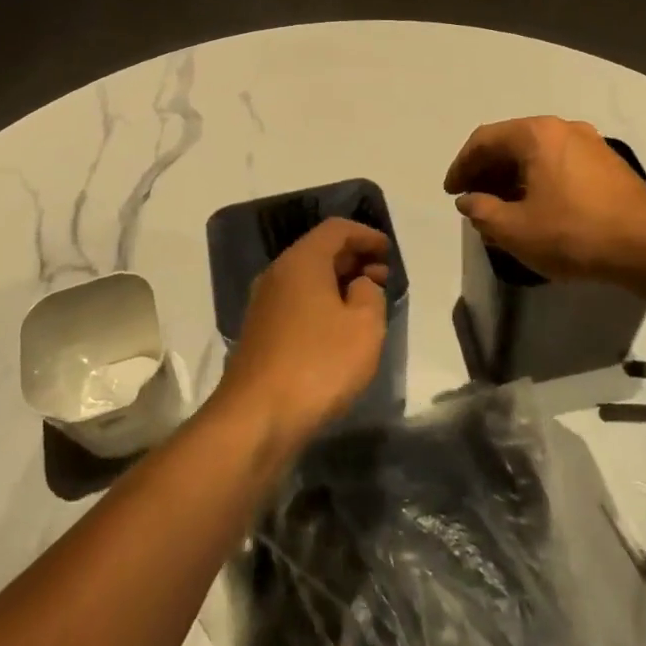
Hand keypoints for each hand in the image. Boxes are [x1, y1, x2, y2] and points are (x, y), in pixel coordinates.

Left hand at [213, 218, 391, 449]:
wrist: (257, 416)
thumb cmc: (319, 363)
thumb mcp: (364, 326)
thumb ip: (370, 294)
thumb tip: (358, 285)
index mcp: (301, 261)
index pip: (336, 229)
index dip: (366, 235)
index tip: (388, 251)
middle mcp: (277, 274)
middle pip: (319, 251)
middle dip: (353, 258)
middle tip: (382, 277)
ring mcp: (264, 304)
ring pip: (307, 278)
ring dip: (338, 283)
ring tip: (366, 304)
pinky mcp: (260, 332)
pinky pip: (297, 301)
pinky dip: (322, 303)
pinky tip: (339, 328)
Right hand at [444, 116, 645, 280]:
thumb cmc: (574, 233)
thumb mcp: (516, 229)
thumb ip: (482, 212)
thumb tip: (469, 201)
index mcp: (536, 134)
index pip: (484, 140)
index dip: (461, 166)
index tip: (452, 193)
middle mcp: (563, 129)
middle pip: (511, 143)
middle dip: (486, 172)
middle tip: (473, 201)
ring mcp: (590, 144)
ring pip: (537, 155)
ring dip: (512, 179)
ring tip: (502, 210)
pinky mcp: (607, 165)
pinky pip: (559, 165)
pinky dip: (538, 182)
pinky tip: (536, 210)